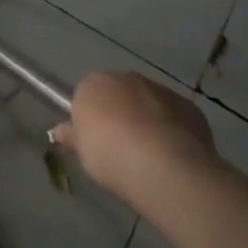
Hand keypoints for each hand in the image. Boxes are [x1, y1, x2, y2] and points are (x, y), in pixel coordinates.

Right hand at [50, 71, 219, 196]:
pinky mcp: (189, 106)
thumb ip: (71, 137)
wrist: (165, 168)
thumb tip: (59, 131)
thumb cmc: (111, 156)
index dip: (90, 118)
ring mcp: (160, 90)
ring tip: (150, 155)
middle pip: (119, 94)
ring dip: (147, 120)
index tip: (95, 140)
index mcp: (93, 84)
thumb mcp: (82, 153)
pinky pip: (174, 115)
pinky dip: (172, 129)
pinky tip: (173, 154)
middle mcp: (126, 78)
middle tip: (121, 147)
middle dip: (120, 114)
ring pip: (148, 102)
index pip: (86, 94)